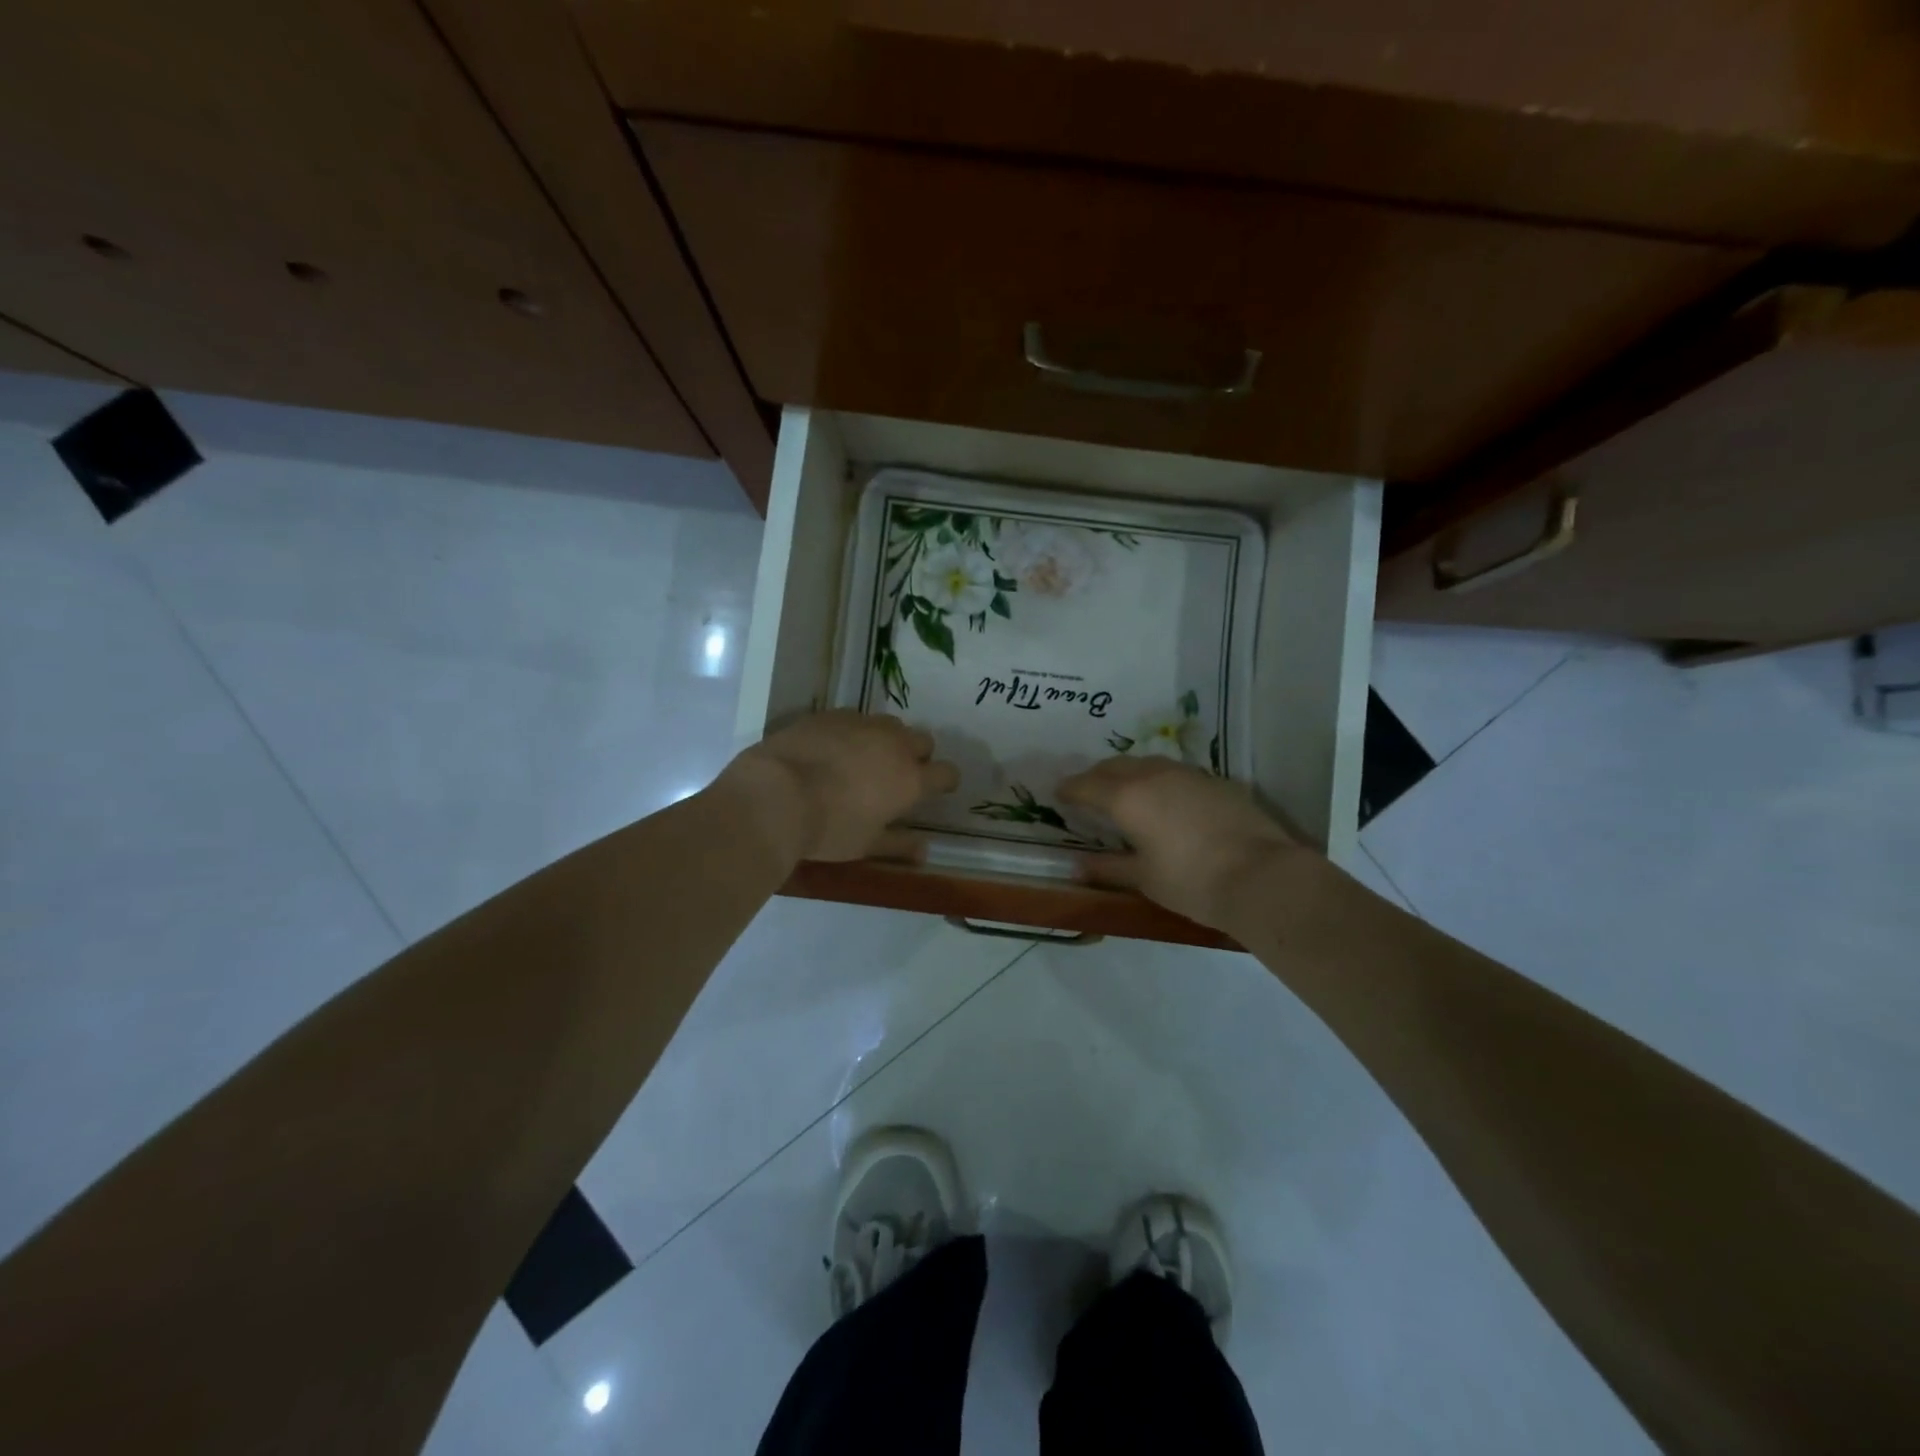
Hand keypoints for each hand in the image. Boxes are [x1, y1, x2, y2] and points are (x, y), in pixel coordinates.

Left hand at [722, 711, 960, 862]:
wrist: (775, 794)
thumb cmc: (828, 828)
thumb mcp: (865, 845)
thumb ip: (899, 845)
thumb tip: (924, 850)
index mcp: (910, 779)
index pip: (946, 773)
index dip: (945, 781)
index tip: (936, 789)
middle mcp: (894, 744)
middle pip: (923, 741)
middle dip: (918, 755)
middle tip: (898, 775)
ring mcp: (863, 723)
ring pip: (890, 724)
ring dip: (887, 740)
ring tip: (865, 758)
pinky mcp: (832, 714)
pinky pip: (855, 718)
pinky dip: (853, 732)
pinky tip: (833, 748)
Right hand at [1058, 757, 1304, 930]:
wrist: (1263, 876)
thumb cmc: (1192, 882)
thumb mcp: (1144, 879)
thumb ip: (1107, 868)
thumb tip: (1077, 866)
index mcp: (1127, 798)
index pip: (1086, 785)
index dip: (1069, 789)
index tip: (1058, 794)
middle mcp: (1153, 775)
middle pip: (1114, 766)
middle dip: (1096, 777)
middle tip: (1088, 793)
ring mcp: (1187, 774)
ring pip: (1146, 763)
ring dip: (1128, 774)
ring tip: (1125, 792)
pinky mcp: (1215, 781)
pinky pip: (1174, 773)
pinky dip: (1158, 780)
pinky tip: (1165, 801)